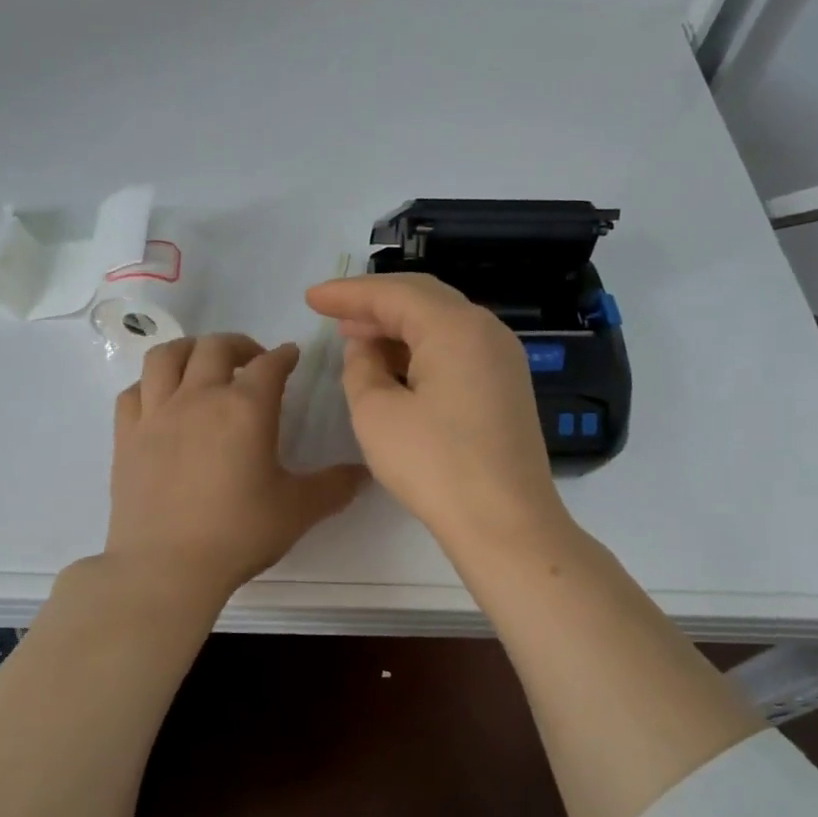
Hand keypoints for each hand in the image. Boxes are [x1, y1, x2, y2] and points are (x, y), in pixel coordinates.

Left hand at [107, 334, 367, 597]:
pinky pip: (134, 391)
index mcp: (246, 409)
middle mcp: (199, 398)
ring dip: (189, 350)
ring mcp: (156, 414)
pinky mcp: (126, 436)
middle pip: (216, 347)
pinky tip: (161, 399)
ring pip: (166, 356)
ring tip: (202, 364)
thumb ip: (334, 487)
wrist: (166, 567)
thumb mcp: (298, 511)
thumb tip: (363, 473)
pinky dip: (150, 384)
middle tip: (252, 360)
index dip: (285, 356)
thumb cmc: (238, 534)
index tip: (291, 357)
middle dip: (239, 344)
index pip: (270, 365)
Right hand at [305, 274, 568, 549]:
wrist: (505, 522)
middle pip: (423, 299)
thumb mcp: (377, 414)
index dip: (348, 293)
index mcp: (455, 327)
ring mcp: (502, 358)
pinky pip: (457, 348)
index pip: (394, 293)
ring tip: (357, 339)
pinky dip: (421, 349)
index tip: (312, 297)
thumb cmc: (434, 465)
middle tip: (333, 315)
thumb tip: (366, 347)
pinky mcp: (505, 385)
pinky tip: (395, 367)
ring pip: (441, 324)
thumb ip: (361, 368)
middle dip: (374, 304)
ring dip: (398, 327)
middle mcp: (486, 330)